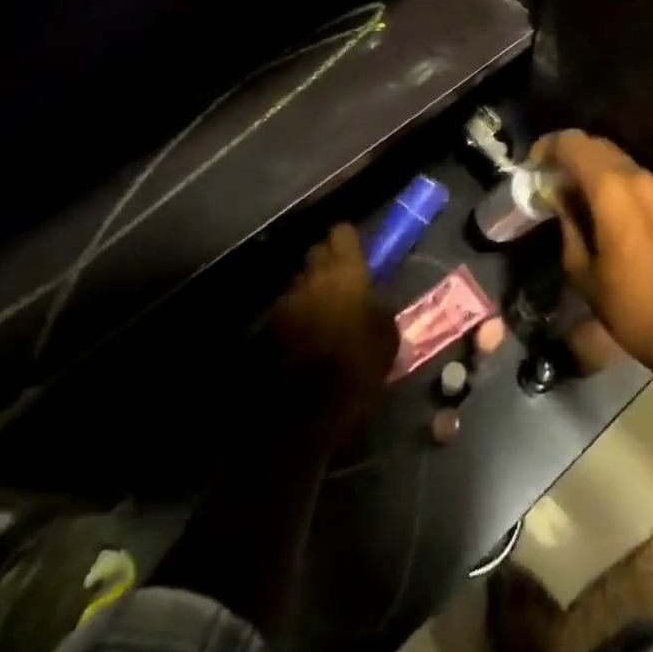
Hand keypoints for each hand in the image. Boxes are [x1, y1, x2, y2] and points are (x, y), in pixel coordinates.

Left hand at [267, 224, 398, 445]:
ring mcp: (283, 303)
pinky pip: (286, 310)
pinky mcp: (265, 329)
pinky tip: (305, 337)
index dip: (349, 240)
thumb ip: (379, 309)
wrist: (301, 418)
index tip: (358, 251)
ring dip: (311, 291)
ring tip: (324, 313)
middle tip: (344, 281)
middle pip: (316, 253)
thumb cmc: (355, 372)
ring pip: (299, 283)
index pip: (341, 234)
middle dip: (328, 261)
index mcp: (343, 274)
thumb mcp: (387, 339)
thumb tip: (372, 301)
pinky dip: (296, 316)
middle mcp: (309, 279)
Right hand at [532, 131, 652, 375]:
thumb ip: (567, 223)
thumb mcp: (582, 269)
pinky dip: (612, 180)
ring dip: (591, 166)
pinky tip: (599, 206)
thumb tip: (559, 198)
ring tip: (570, 192)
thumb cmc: (629, 303)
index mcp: (613, 189)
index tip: (531, 165)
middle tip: (547, 176)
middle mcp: (639, 177)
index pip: (573, 144)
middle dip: (568, 154)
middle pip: (596, 145)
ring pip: (617, 159)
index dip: (548, 147)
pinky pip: (634, 178)